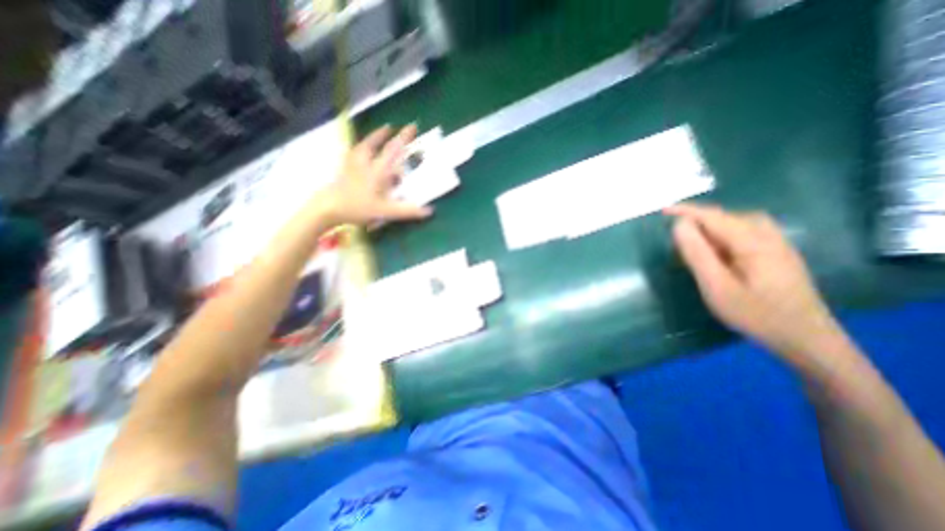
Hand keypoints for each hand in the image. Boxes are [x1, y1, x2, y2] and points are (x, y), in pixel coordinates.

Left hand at [320, 124, 431, 225]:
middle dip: (385, 135)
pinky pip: (353, 154)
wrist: (327, 207)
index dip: (403, 138)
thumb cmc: (358, 207)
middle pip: (376, 144)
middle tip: (391, 128)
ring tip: (379, 132)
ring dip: (371, 138)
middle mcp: (366, 163)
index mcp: (378, 170)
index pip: (393, 150)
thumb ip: (407, 210)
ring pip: (363, 147)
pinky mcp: (344, 170)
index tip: (412, 127)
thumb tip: (430, 210)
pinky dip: (359, 149)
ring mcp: (353, 165)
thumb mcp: (386, 211)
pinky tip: (359, 150)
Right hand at [663, 202, 841, 364]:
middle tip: (676, 236)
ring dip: (711, 227)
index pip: (713, 216)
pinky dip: (724, 235)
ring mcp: (777, 244)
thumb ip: (697, 253)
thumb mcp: (717, 286)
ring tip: (693, 241)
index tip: (663, 210)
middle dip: (699, 220)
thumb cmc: (756, 314)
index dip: (686, 211)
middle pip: (727, 217)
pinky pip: (746, 233)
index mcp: (753, 241)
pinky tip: (717, 250)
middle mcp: (768, 235)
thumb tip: (679, 225)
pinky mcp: (777, 254)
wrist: (807, 339)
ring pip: (737, 223)